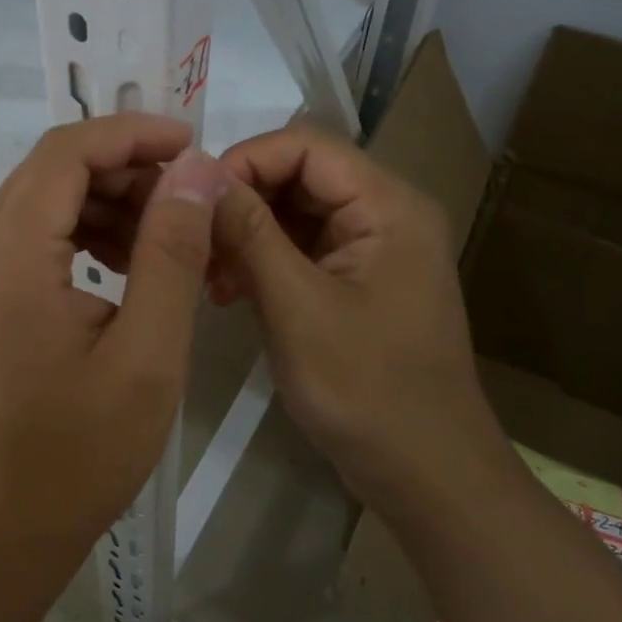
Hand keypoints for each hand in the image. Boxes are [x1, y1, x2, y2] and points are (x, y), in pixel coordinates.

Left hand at [0, 115, 231, 555]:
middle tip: (188, 199)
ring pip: (42, 200)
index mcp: (9, 258)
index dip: (131, 134)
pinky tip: (124, 266)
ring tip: (165, 236)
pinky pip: (31, 236)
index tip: (191, 145)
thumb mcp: (148, 352)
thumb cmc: (81, 452)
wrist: (4, 526)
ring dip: (105, 201)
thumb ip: (171, 253)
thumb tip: (196, 171)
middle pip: (51, 170)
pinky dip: (81, 233)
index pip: (66, 152)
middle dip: (124, 168)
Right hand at [210, 127, 500, 515]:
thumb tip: (199, 173)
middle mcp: (384, 214)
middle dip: (242, 203)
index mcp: (388, 205)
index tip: (194, 201)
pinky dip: (262, 263)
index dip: (245, 160)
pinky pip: (301, 250)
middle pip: (299, 176)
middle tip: (194, 245)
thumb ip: (249, 233)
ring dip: (246, 235)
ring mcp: (370, 250)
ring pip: (294, 214)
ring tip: (207, 277)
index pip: (306, 146)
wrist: (427, 476)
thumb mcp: (297, 307)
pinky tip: (227, 292)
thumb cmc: (367, 390)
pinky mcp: (355, 282)